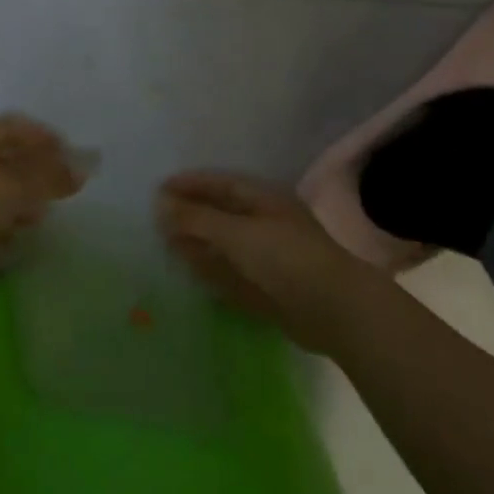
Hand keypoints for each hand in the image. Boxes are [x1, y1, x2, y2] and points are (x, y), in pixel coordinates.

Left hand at [0, 115, 85, 256]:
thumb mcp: (19, 186)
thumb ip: (51, 178)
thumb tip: (84, 170)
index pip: (21, 128)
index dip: (47, 140)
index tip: (68, 156)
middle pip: (7, 156)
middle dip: (33, 172)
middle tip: (56, 188)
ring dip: (16, 197)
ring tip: (38, 216)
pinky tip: (8, 234)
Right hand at [157, 171, 373, 353]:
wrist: (335, 310)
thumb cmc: (285, 258)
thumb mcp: (236, 232)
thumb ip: (197, 219)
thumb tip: (161, 203)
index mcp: (263, 199)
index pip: (220, 183)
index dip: (190, 184)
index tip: (159, 189)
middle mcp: (265, 223)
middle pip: (221, 213)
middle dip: (190, 214)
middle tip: (157, 218)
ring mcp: (268, 256)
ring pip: (224, 244)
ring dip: (197, 242)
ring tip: (166, 243)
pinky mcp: (268, 287)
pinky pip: (232, 272)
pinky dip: (211, 269)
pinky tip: (191, 270)